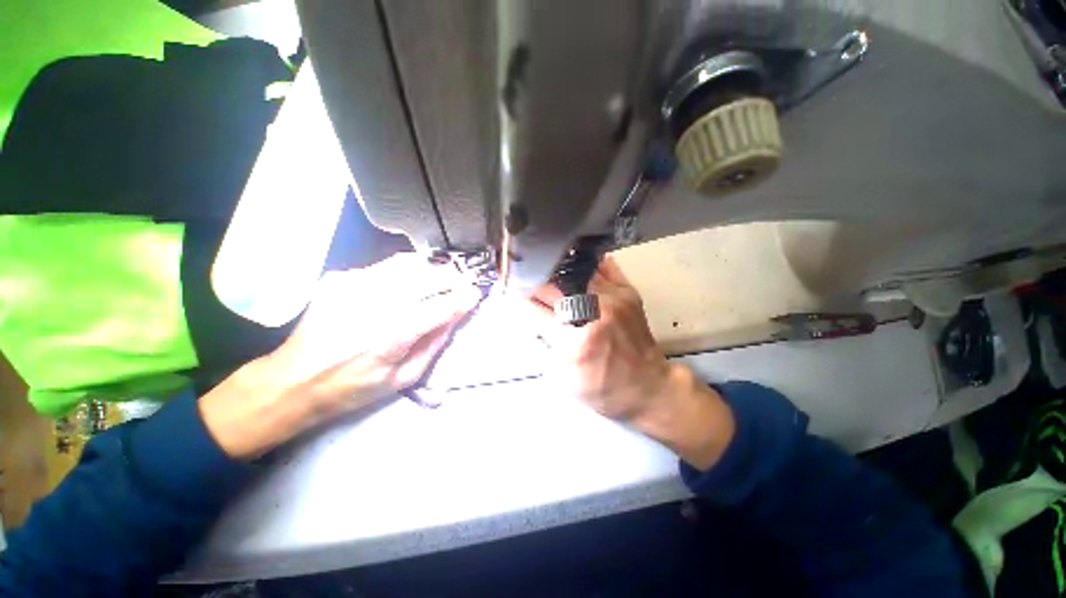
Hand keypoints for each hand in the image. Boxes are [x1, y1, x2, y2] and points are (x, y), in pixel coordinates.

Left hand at [201, 254, 481, 457]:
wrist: (294, 379)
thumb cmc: (353, 387)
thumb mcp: (403, 378)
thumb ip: (433, 345)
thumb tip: (454, 317)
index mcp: (392, 336)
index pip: (440, 307)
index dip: (463, 298)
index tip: (476, 294)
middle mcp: (375, 304)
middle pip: (427, 277)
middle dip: (452, 278)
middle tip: (463, 282)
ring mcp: (354, 285)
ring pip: (408, 264)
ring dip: (432, 268)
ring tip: (442, 276)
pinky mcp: (341, 278)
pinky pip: (385, 267)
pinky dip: (406, 270)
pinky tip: (410, 281)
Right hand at [518, 256, 734, 469]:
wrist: (651, 388)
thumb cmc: (605, 390)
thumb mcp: (566, 381)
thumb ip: (545, 349)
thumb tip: (530, 319)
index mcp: (576, 343)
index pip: (536, 313)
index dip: (518, 301)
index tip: (506, 291)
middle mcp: (594, 315)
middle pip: (553, 288)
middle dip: (533, 282)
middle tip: (521, 276)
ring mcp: (614, 299)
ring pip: (576, 272)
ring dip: (556, 270)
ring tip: (542, 264)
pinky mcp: (629, 294)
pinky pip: (605, 267)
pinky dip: (586, 262)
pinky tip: (573, 258)